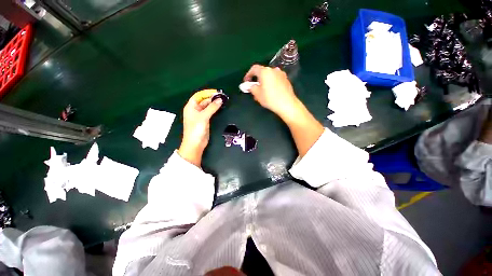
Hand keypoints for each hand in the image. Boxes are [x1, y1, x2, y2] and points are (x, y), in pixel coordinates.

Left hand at [178, 89, 222, 166]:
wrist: (195, 144)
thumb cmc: (196, 129)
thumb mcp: (203, 117)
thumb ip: (212, 108)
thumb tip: (220, 100)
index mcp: (191, 107)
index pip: (198, 95)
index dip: (207, 93)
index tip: (216, 92)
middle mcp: (195, 110)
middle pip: (203, 101)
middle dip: (211, 98)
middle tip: (222, 97)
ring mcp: (200, 116)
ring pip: (207, 106)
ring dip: (213, 104)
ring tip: (222, 101)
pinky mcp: (205, 121)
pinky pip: (210, 112)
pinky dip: (214, 110)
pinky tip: (220, 108)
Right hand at [243, 64, 301, 117]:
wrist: (287, 104)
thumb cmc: (270, 98)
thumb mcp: (257, 94)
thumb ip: (251, 87)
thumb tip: (250, 85)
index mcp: (265, 71)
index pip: (254, 68)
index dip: (248, 74)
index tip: (246, 82)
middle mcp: (273, 70)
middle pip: (262, 72)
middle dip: (257, 80)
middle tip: (254, 89)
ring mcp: (281, 74)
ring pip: (269, 76)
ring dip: (264, 82)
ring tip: (263, 92)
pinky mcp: (286, 80)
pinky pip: (275, 79)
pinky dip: (271, 83)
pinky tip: (271, 92)